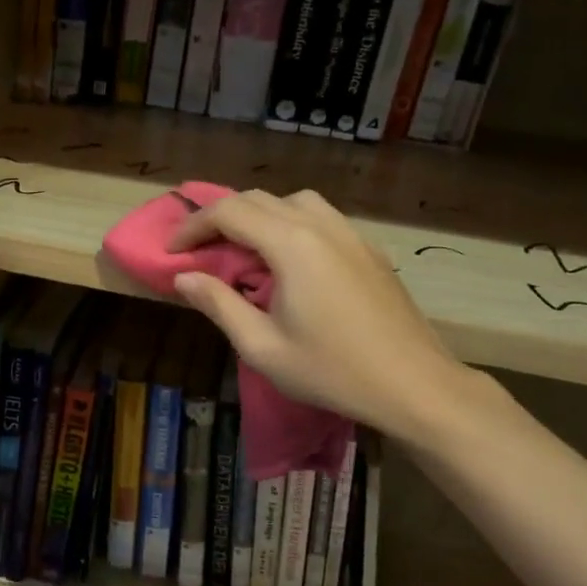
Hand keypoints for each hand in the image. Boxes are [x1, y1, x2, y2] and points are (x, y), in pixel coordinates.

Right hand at [169, 189, 461, 428]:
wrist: (415, 385)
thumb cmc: (332, 370)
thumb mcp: (262, 346)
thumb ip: (219, 304)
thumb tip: (184, 277)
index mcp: (291, 244)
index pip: (229, 212)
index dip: (192, 226)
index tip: (171, 250)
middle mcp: (321, 225)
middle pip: (259, 200)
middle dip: (220, 218)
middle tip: (198, 249)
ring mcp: (351, 234)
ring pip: (294, 202)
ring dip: (259, 216)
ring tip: (244, 250)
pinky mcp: (369, 250)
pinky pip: (321, 218)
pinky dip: (291, 225)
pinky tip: (289, 262)